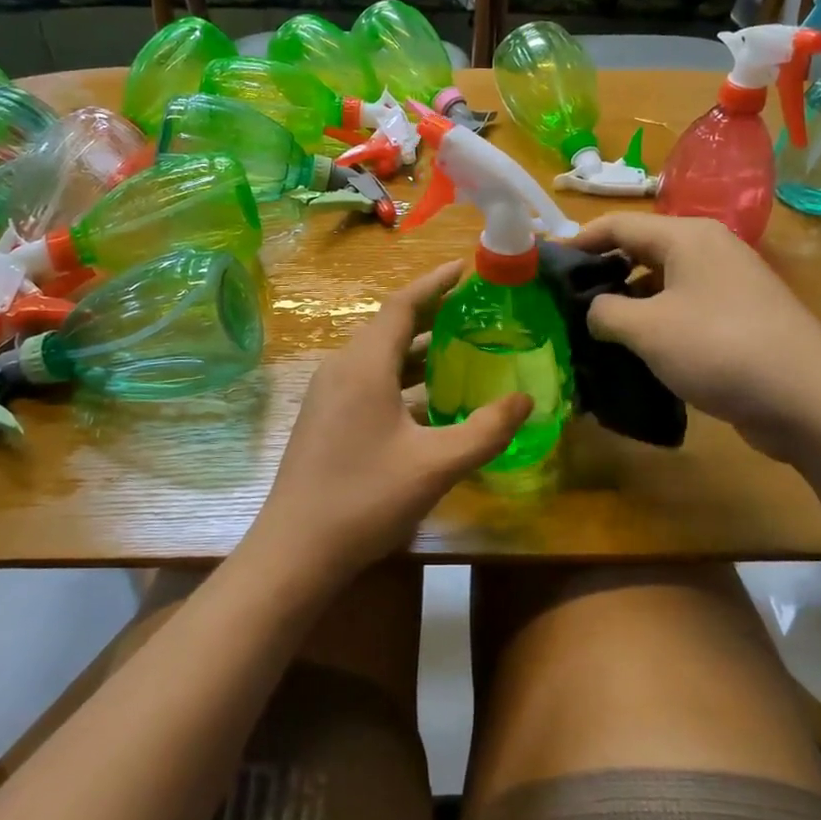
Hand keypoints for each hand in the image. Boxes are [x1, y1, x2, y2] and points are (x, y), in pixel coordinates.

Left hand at [246, 262, 530, 585]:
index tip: (465, 268)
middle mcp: (341, 368)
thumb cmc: (366, 498)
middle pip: (389, 326)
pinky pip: (368, 380)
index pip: (402, 305)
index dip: (435, 283)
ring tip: (460, 352)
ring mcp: (327, 394)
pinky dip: (400, 378)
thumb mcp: (436, 465)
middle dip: (431, 315)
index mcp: (364, 365)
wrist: (295, 551)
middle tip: (474, 312)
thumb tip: (526, 400)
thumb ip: (485, 430)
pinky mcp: (323, 419)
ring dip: (417, 350)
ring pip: (378, 357)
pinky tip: (427, 403)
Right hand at [571, 212, 820, 458]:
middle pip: (642, 251)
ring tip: (594, 331)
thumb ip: (605, 312)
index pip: (620, 224)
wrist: (807, 400)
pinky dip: (657, 323)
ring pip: (663, 283)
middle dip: (603, 273)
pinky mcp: (740, 318)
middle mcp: (710, 250)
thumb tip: (595, 311)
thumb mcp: (647, 329)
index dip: (580, 240)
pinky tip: (637, 351)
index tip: (548, 263)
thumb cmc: (719, 349)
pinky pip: (685, 309)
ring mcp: (729, 285)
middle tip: (566, 301)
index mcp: (688, 237)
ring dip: (629, 303)